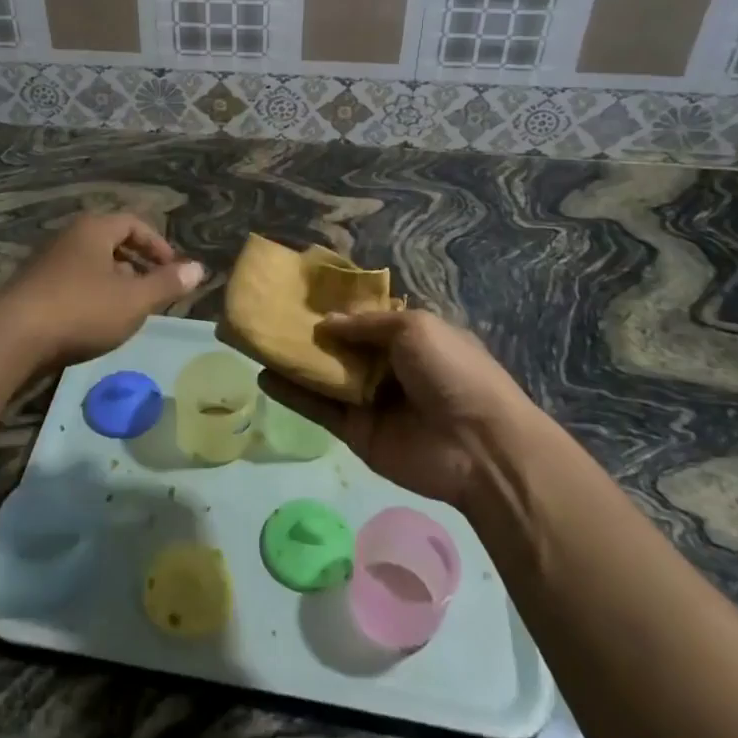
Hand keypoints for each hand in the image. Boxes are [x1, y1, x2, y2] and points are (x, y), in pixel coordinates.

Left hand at [0, 212, 203, 370]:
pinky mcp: (32, 289)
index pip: (134, 223)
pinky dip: (91, 297)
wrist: (11, 336)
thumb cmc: (81, 309)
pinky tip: (94, 324)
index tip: (173, 270)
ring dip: (114, 283)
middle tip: (153, 290)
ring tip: (128, 311)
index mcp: (94, 229)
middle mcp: (68, 238)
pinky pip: (71, 284)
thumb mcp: (134, 300)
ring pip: (90, 265)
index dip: (158, 245)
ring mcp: (46, 263)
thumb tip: (199, 268)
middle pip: (110, 242)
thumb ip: (167, 284)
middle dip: (137, 265)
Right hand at [262, 309, 524, 508]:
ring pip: (325, 376)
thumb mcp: (415, 328)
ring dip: (295, 360)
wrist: (478, 445)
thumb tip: (324, 324)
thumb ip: (366, 324)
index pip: (366, 319)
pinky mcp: (355, 431)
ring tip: (259, 340)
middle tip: (271, 314)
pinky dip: (292, 393)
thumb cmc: (453, 372)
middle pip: (341, 346)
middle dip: (311, 332)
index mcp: (409, 337)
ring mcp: (370, 400)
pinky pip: (319, 408)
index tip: (301, 292)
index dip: (337, 307)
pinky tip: (263, 375)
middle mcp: (388, 366)